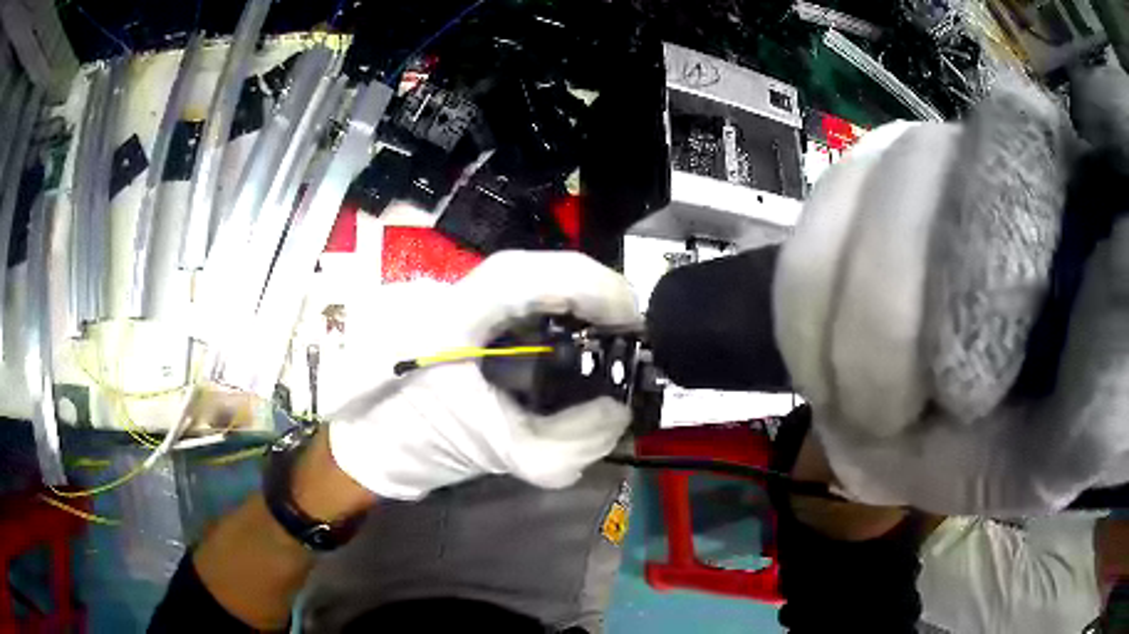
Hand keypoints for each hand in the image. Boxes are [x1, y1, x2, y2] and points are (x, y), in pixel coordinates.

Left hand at [327, 251, 641, 500]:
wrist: (367, 446)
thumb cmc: (414, 443)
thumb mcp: (495, 451)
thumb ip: (568, 441)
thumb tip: (619, 412)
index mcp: (450, 316)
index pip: (530, 274)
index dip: (592, 286)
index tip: (631, 318)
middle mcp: (454, 293)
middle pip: (538, 273)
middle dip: (592, 297)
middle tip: (628, 333)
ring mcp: (455, 302)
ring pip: (531, 285)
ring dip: (576, 308)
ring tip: (607, 341)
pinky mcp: (461, 318)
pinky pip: (519, 306)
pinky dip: (555, 322)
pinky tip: (571, 349)